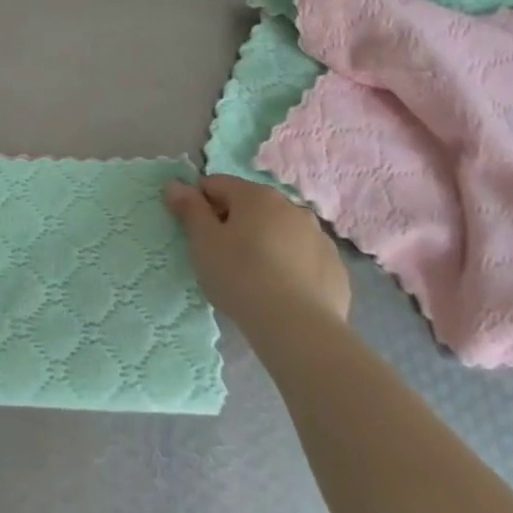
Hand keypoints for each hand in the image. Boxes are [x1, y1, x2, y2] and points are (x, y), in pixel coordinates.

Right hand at [164, 174, 349, 328]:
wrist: (298, 328)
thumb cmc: (240, 276)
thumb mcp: (202, 242)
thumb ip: (189, 208)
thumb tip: (175, 184)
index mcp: (256, 196)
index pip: (217, 184)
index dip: (200, 204)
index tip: (195, 232)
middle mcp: (292, 207)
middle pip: (252, 206)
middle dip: (234, 223)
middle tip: (221, 256)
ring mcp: (319, 238)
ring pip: (281, 232)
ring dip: (265, 243)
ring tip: (253, 277)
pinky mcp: (336, 269)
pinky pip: (304, 258)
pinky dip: (290, 266)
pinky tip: (281, 292)